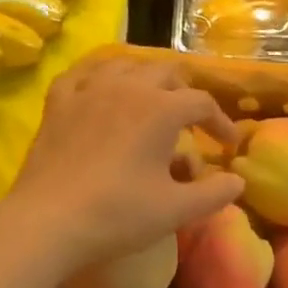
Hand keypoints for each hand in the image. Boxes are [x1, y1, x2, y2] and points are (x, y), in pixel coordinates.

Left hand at [6, 56, 242, 274]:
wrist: (49, 222)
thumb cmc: (119, 214)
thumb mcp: (177, 210)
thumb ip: (215, 193)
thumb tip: (238, 181)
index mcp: (161, 109)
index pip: (201, 103)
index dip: (220, 122)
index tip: (227, 145)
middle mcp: (127, 88)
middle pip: (166, 74)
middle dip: (186, 94)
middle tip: (193, 121)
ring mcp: (88, 91)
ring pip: (125, 65)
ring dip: (146, 78)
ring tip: (153, 100)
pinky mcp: (58, 104)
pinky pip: (82, 74)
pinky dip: (100, 77)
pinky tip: (102, 88)